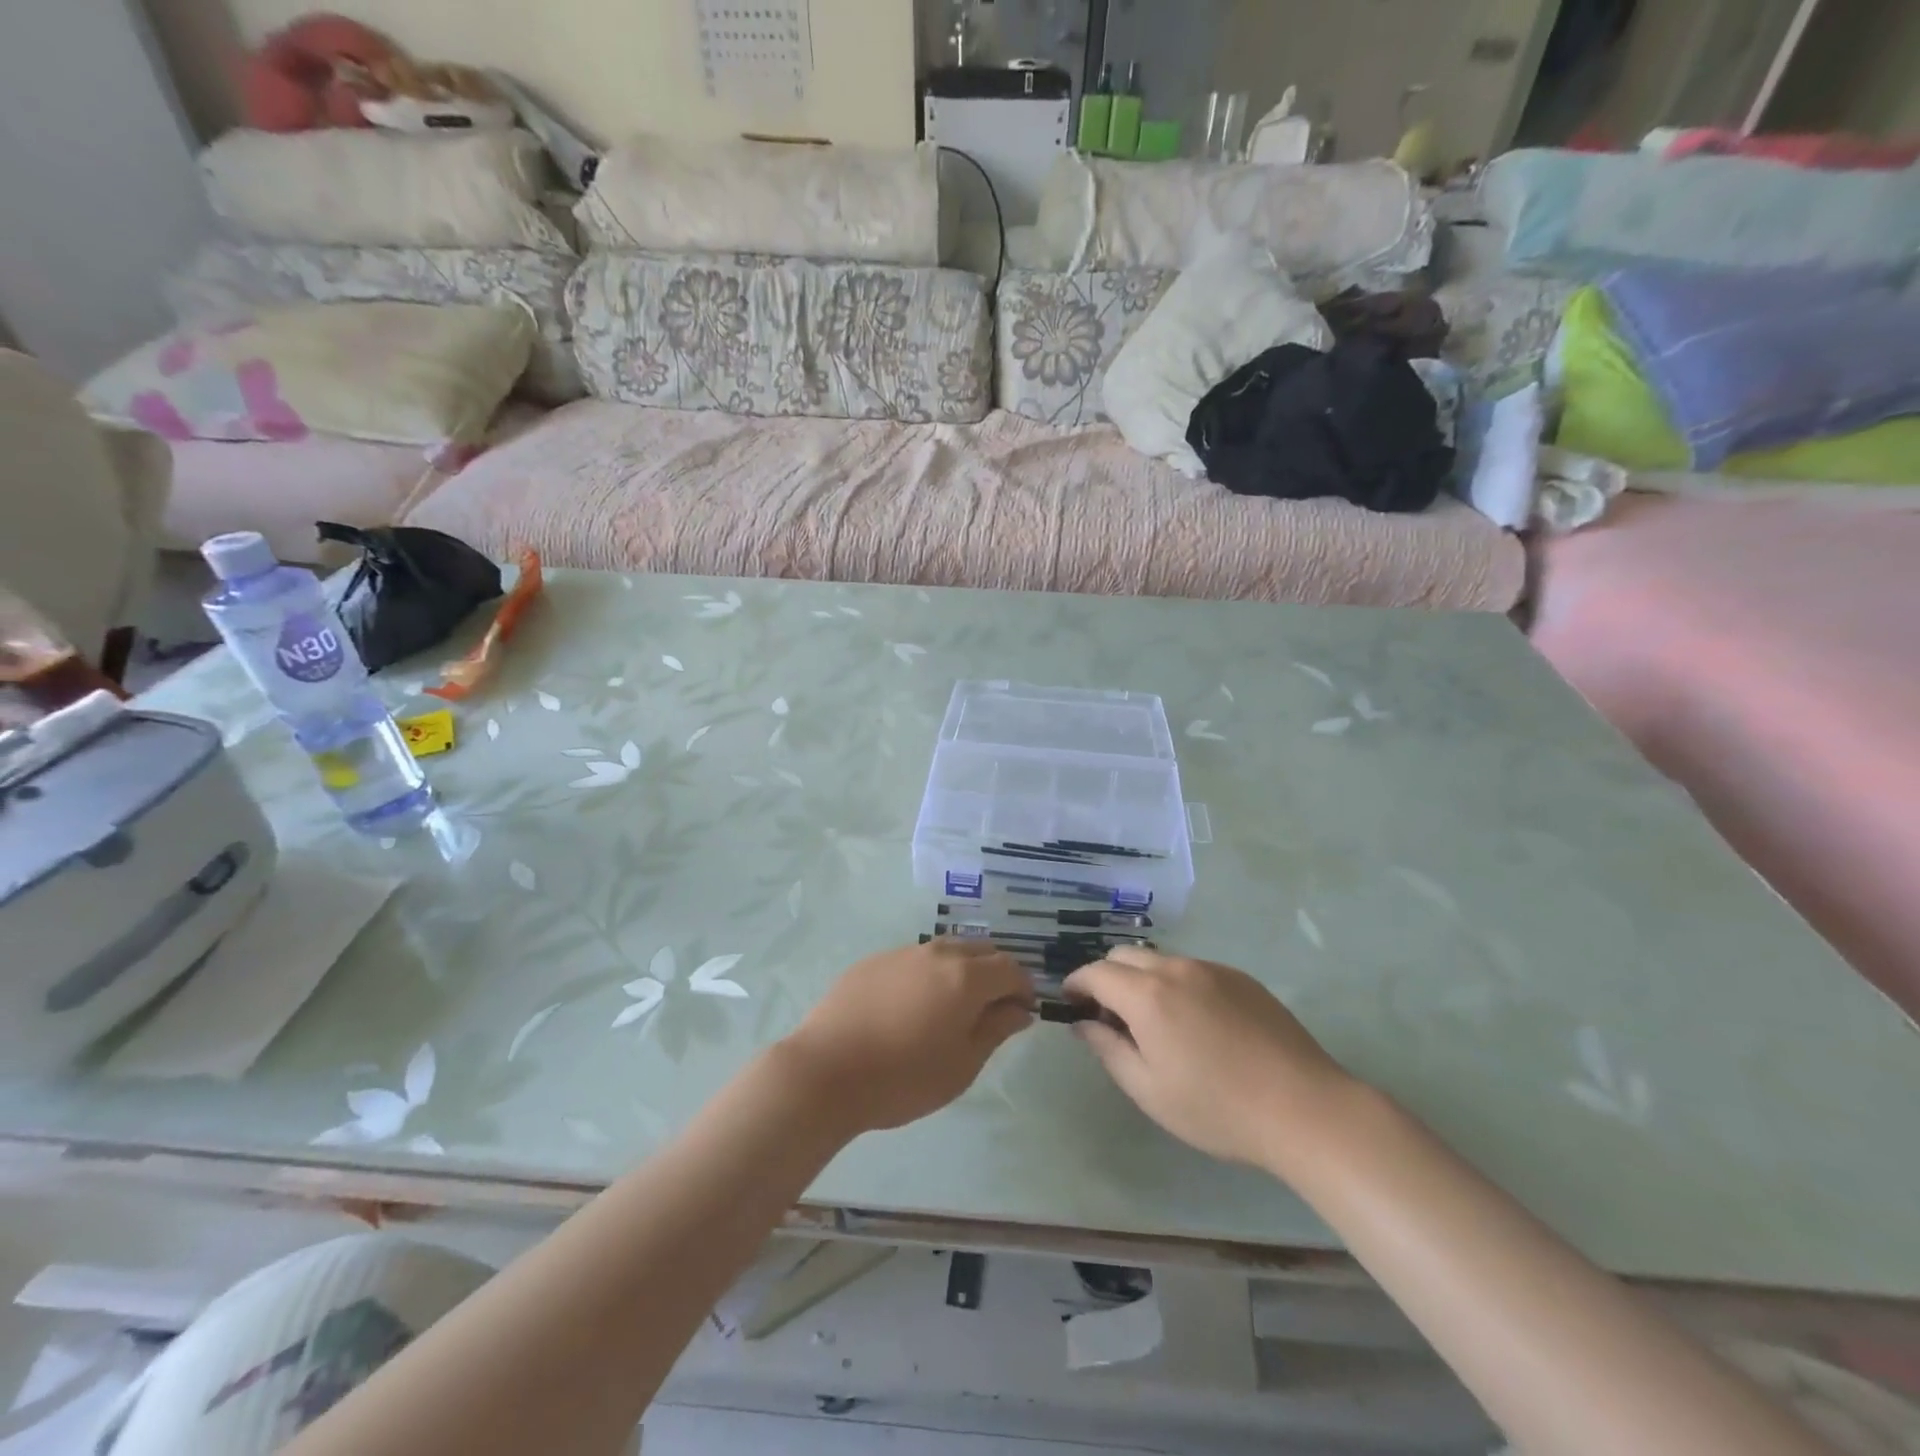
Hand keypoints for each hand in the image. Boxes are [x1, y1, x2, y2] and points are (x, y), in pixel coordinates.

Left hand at [780, 940, 1035, 1133]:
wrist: (825, 1071)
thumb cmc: (903, 1077)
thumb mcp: (962, 1064)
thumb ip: (995, 1030)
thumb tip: (1019, 1010)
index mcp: (965, 976)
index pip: (1010, 968)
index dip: (1023, 988)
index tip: (1022, 1012)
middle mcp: (937, 953)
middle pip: (980, 951)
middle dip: (995, 974)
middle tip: (991, 1009)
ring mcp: (902, 953)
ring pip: (945, 950)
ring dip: (961, 970)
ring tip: (952, 1007)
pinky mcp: (873, 961)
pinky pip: (914, 959)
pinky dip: (927, 974)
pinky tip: (912, 1006)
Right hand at [1063, 947, 1352, 1169]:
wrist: (1304, 1108)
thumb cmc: (1217, 1108)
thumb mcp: (1149, 1090)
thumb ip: (1108, 1049)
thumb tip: (1083, 1023)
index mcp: (1147, 995)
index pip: (1095, 972)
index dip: (1076, 984)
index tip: (1070, 1004)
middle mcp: (1176, 969)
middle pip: (1125, 956)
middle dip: (1106, 978)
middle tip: (1110, 1017)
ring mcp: (1212, 969)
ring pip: (1160, 960)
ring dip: (1142, 980)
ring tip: (1155, 1023)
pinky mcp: (1241, 978)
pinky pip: (1193, 970)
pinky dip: (1176, 984)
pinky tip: (1196, 1024)